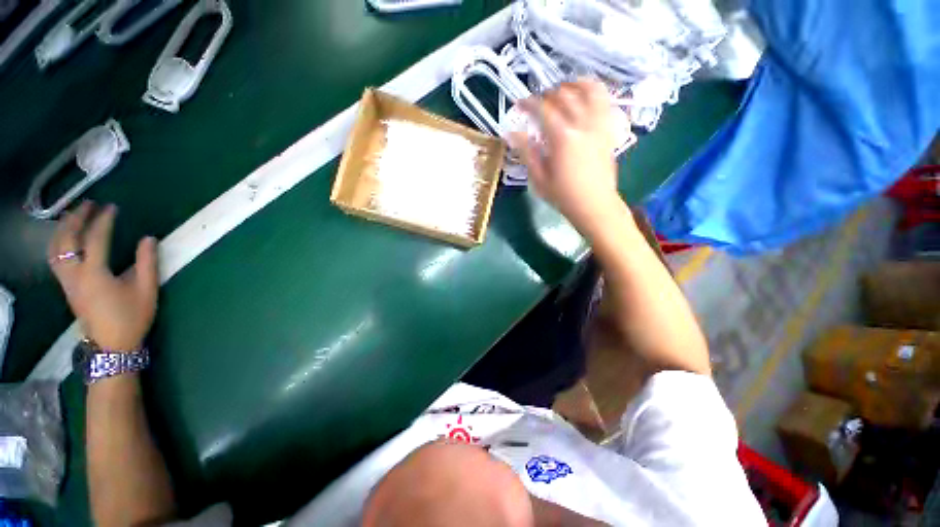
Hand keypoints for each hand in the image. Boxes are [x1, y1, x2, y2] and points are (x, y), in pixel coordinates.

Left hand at [48, 202, 158, 351]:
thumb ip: (147, 262)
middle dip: (76, 219)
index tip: (112, 207)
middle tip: (89, 204)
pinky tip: (67, 239)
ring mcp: (67, 282)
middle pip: (67, 240)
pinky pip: (55, 259)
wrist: (112, 345)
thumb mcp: (146, 290)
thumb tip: (148, 239)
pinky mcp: (66, 287)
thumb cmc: (132, 317)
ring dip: (63, 229)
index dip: (104, 221)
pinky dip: (59, 243)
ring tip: (74, 216)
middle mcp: (75, 274)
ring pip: (56, 249)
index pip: (96, 239)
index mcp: (95, 274)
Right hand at [511, 80, 624, 235]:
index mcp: (562, 137)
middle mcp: (582, 124)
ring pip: (589, 89)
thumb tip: (512, 133)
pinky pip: (604, 100)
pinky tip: (584, 95)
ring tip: (562, 91)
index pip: (543, 109)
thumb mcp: (539, 178)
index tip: (519, 105)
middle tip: (537, 105)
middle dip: (547, 94)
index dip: (528, 103)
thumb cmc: (563, 195)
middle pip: (564, 95)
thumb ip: (527, 152)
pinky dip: (593, 91)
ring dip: (573, 85)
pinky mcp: (609, 129)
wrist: (594, 205)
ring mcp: (599, 124)